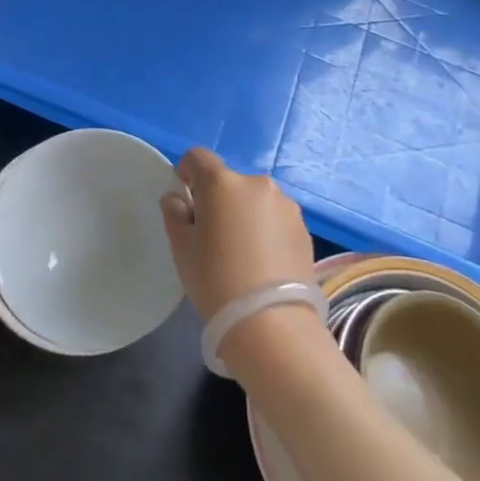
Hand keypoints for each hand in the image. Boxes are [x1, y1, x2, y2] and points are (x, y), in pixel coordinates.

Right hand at [160, 148, 315, 320]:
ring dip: (244, 214)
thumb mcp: (181, 248)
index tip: (185, 200)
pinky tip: (262, 263)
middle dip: (217, 199)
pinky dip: (266, 231)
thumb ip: (174, 214)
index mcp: (222, 182)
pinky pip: (275, 219)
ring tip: (241, 253)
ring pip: (254, 201)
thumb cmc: (215, 279)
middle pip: (228, 181)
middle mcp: (257, 184)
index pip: (197, 157)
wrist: (271, 322)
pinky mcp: (304, 229)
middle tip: (212, 235)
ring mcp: (286, 205)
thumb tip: (177, 199)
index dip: (186, 173)